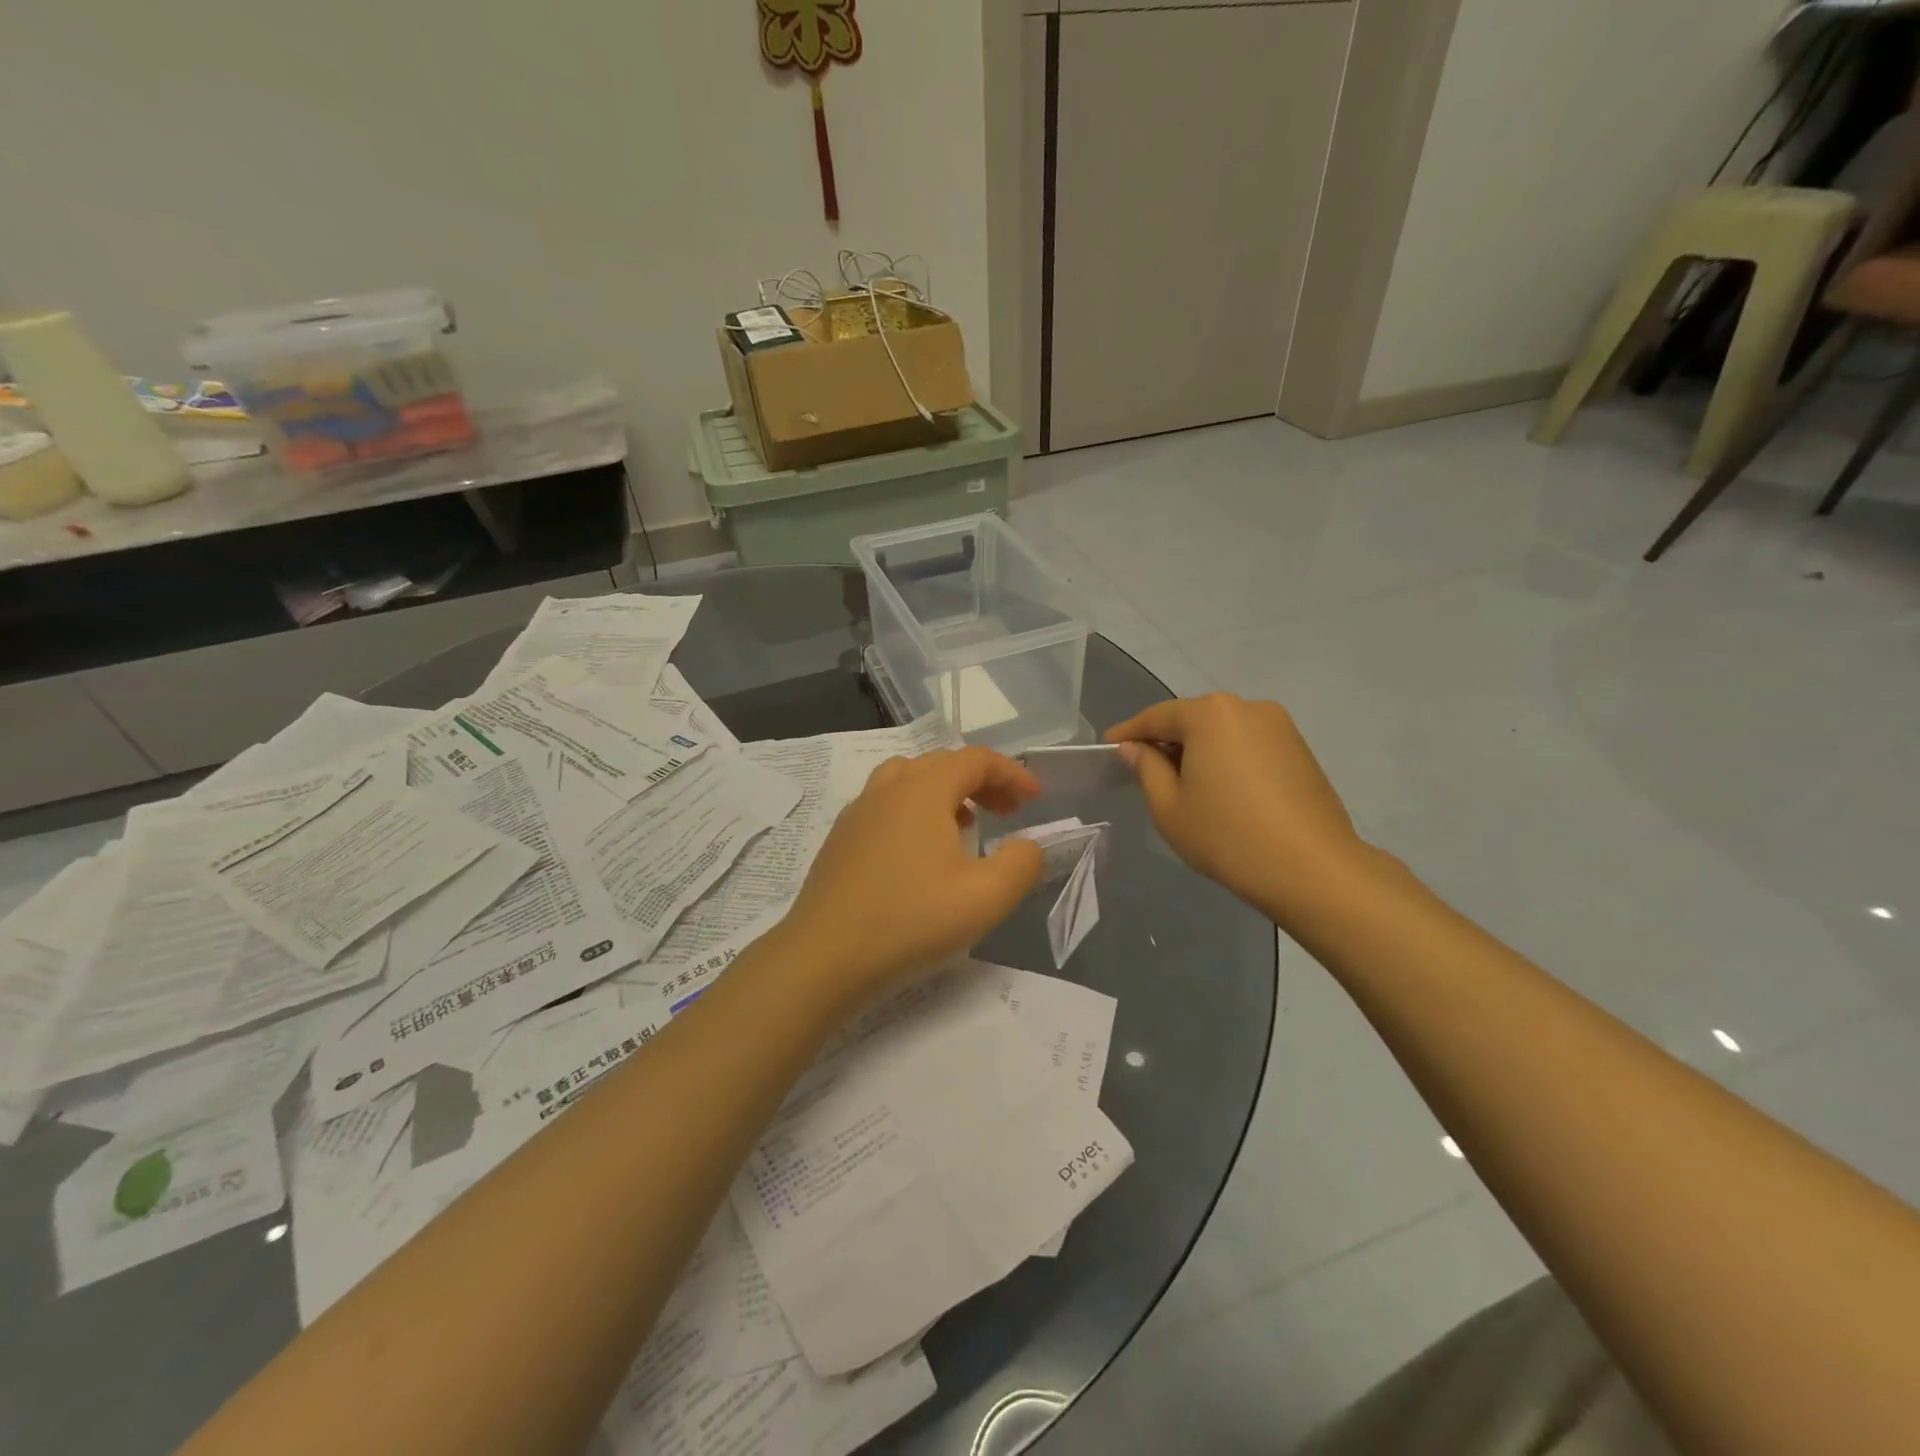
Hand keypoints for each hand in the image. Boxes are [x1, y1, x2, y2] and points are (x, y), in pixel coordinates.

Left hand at [777, 747, 1043, 1008]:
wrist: (824, 956)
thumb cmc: (911, 921)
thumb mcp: (986, 898)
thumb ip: (1022, 863)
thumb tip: (1026, 846)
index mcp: (924, 789)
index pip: (976, 759)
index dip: (1011, 773)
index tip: (1035, 799)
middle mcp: (888, 788)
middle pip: (942, 763)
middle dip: (982, 781)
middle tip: (1007, 813)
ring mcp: (858, 811)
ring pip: (909, 779)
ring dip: (945, 792)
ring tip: (965, 825)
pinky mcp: (840, 838)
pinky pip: (886, 804)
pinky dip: (915, 810)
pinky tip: (920, 853)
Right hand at [1105, 694, 1374, 922]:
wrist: (1313, 870)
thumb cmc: (1227, 835)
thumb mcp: (1169, 806)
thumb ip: (1146, 768)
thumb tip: (1134, 748)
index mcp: (1209, 714)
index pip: (1157, 716)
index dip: (1129, 732)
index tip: (1108, 746)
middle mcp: (1246, 707)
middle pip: (1193, 719)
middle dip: (1167, 741)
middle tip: (1144, 769)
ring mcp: (1280, 727)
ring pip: (1223, 732)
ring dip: (1199, 751)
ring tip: (1184, 785)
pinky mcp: (1301, 750)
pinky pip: (1249, 746)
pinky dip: (1228, 760)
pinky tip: (1222, 791)